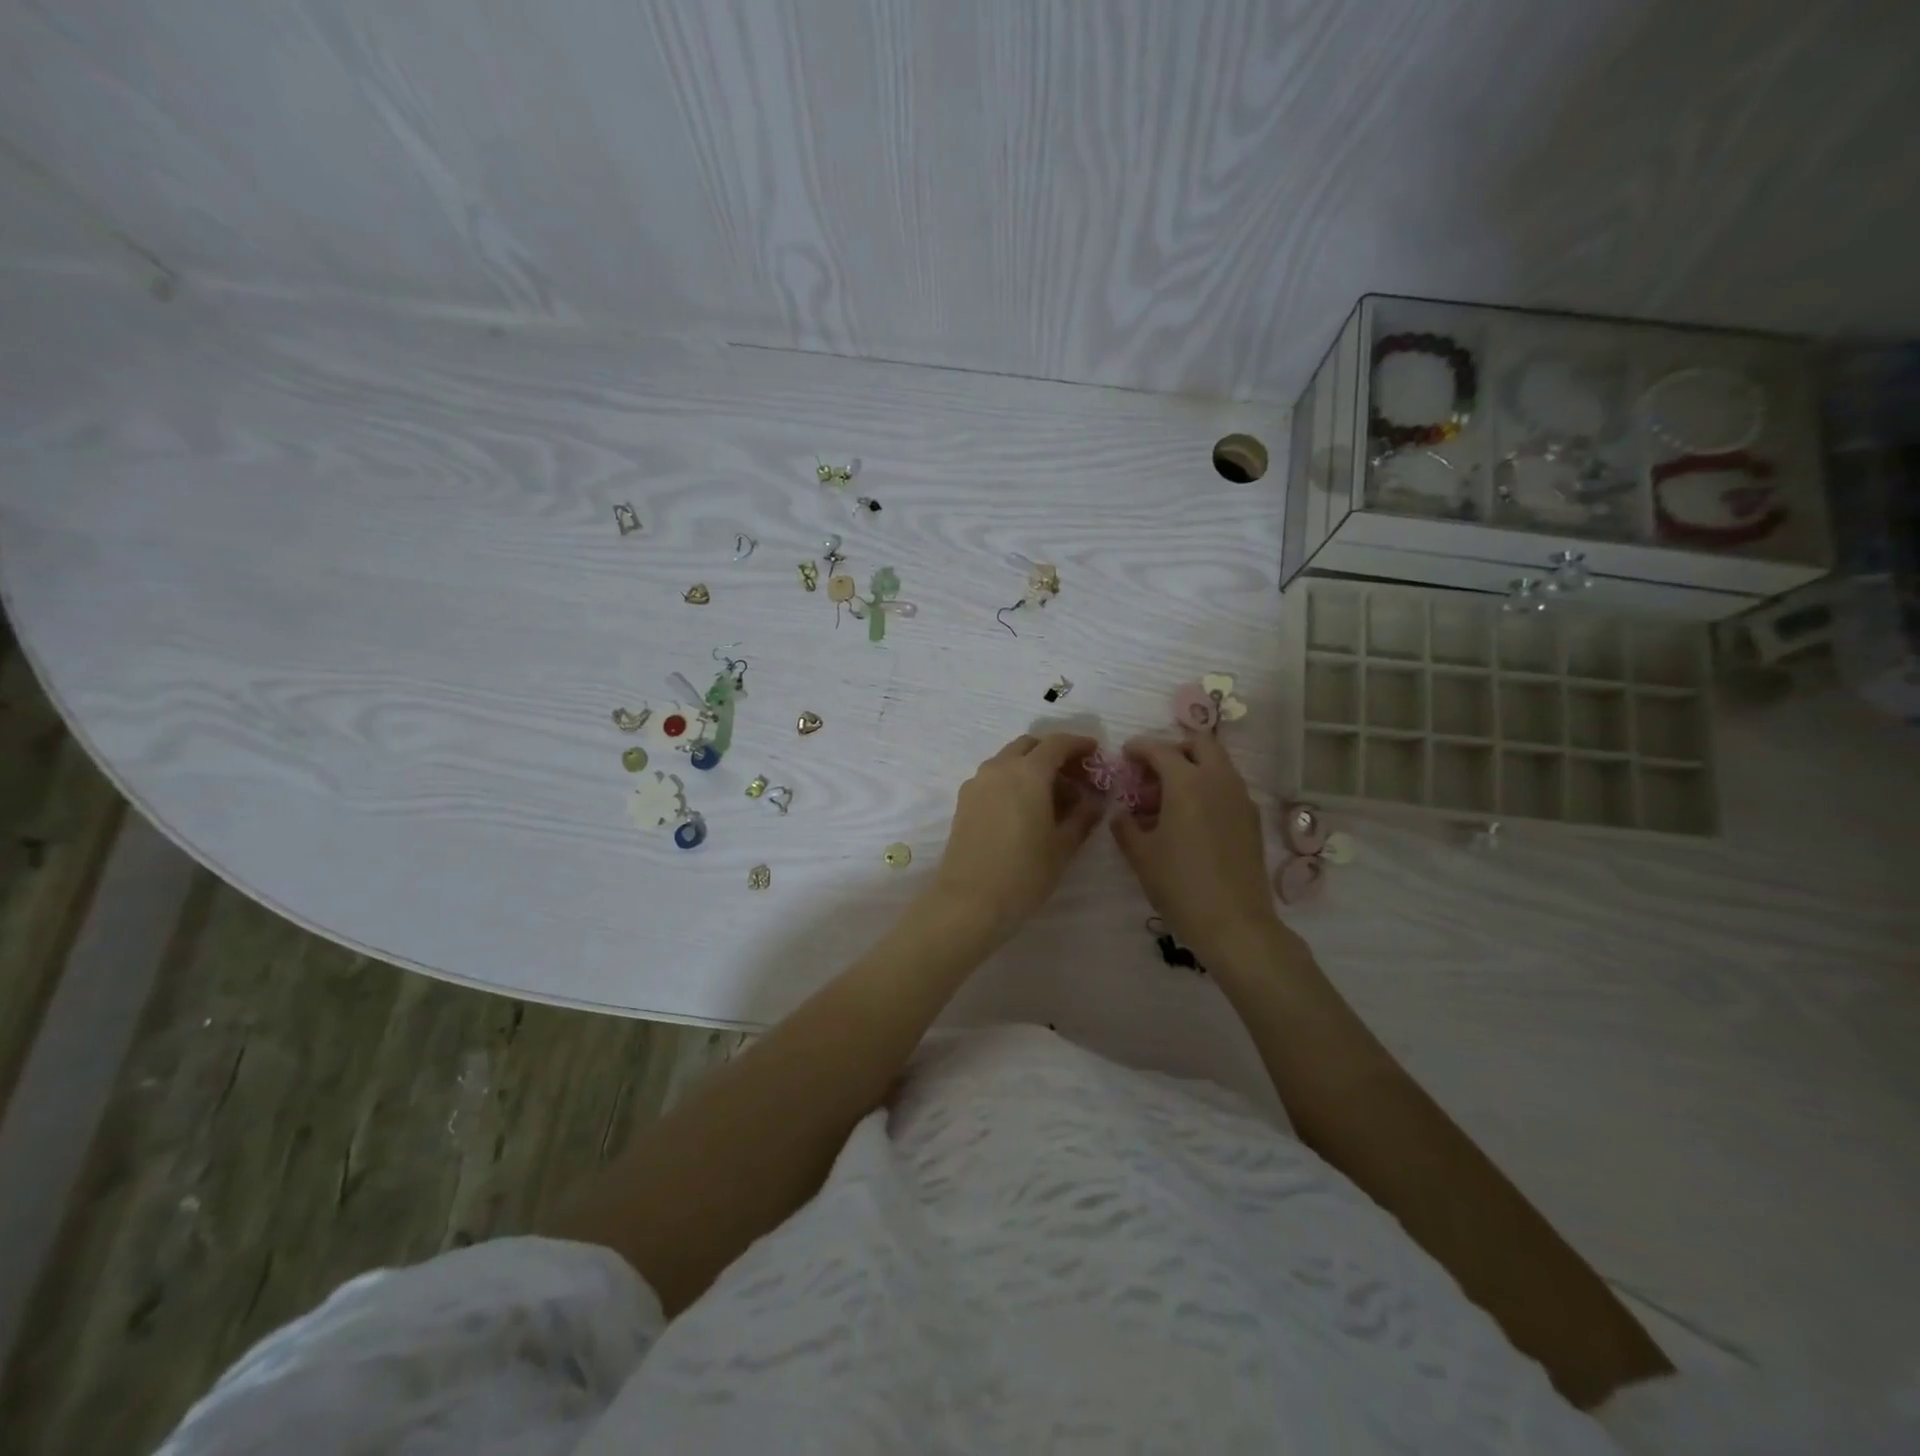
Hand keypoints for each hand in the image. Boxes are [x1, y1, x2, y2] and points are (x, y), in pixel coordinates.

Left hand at [931, 733, 1103, 943]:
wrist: (969, 900)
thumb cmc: (1024, 873)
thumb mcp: (1063, 846)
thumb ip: (1084, 816)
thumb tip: (1096, 800)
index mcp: (1028, 772)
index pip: (1057, 743)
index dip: (1079, 744)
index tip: (1095, 753)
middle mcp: (1000, 768)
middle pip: (1030, 746)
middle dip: (1054, 754)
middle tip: (1075, 777)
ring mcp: (977, 782)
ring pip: (1009, 760)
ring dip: (1032, 767)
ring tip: (1052, 797)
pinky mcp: (964, 800)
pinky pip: (994, 777)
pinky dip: (1013, 780)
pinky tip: (1026, 808)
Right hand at [1111, 731, 1280, 962]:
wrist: (1235, 923)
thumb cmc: (1180, 885)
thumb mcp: (1141, 856)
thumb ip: (1126, 826)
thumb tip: (1122, 814)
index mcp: (1187, 783)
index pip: (1160, 750)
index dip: (1139, 748)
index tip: (1125, 754)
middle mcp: (1218, 781)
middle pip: (1200, 743)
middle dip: (1174, 748)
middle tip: (1153, 770)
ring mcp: (1240, 799)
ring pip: (1218, 764)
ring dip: (1194, 767)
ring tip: (1170, 797)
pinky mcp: (1252, 819)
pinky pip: (1228, 787)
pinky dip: (1209, 787)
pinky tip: (1192, 817)